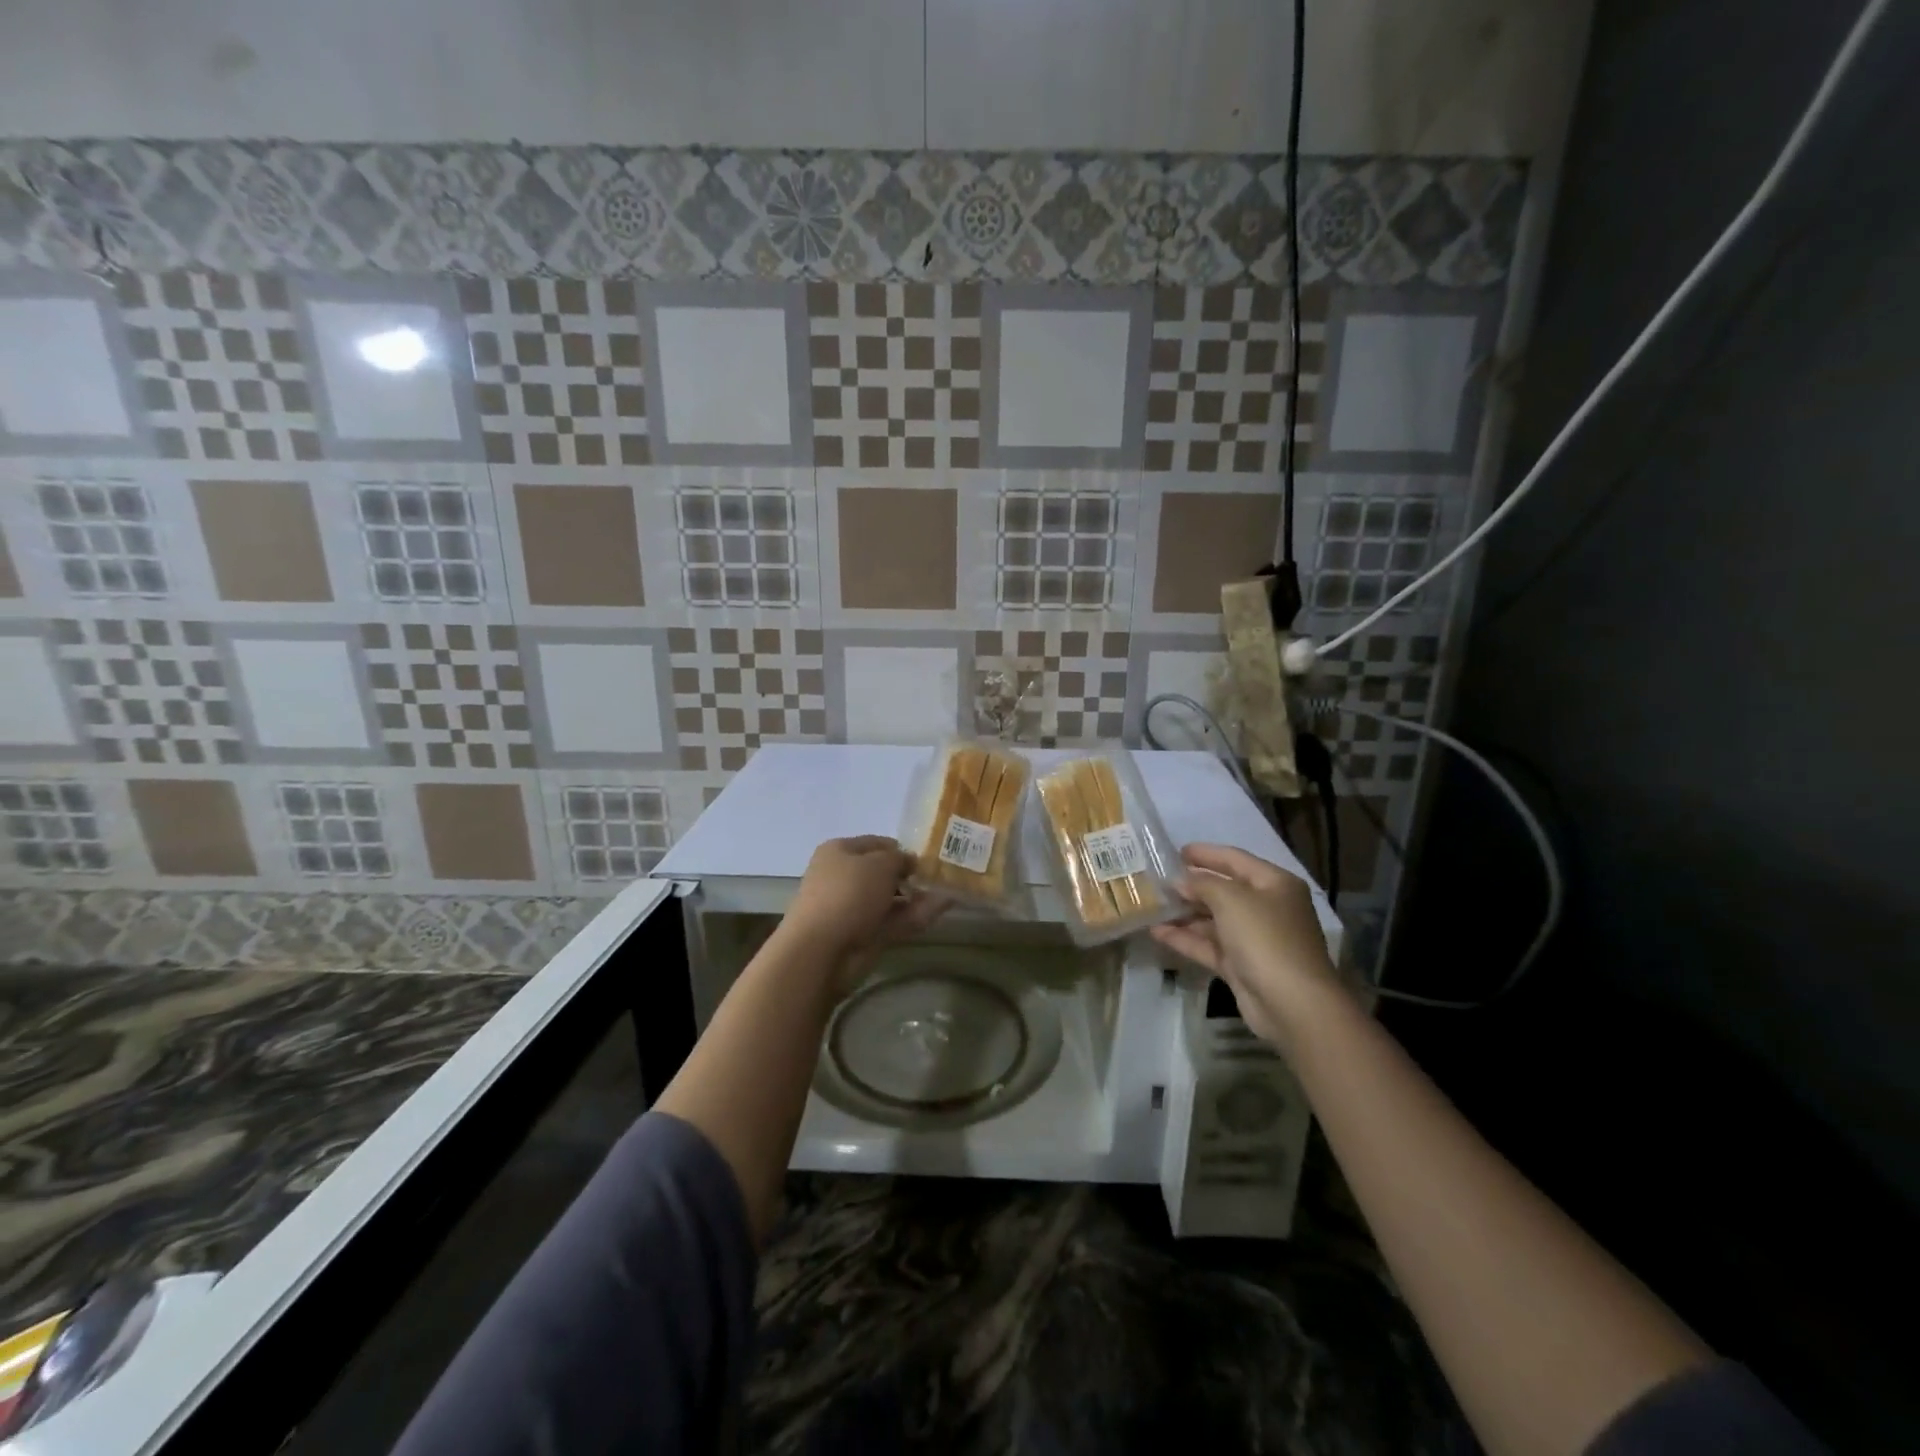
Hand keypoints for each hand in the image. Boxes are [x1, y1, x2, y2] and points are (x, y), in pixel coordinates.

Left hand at [782, 836, 943, 977]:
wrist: (822, 949)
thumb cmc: (849, 893)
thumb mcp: (881, 864)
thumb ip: (901, 859)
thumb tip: (910, 862)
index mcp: (840, 851)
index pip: (876, 844)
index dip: (901, 849)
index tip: (926, 858)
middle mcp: (843, 877)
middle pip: (883, 873)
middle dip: (910, 876)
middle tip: (940, 877)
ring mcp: (852, 908)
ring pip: (890, 899)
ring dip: (917, 897)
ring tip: (949, 894)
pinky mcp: (862, 934)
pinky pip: (892, 921)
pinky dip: (914, 915)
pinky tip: (940, 910)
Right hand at [1150, 844, 1341, 1045]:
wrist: (1291, 1003)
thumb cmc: (1265, 938)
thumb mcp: (1231, 900)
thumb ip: (1202, 884)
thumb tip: (1179, 881)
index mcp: (1274, 884)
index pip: (1235, 859)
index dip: (1206, 854)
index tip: (1175, 851)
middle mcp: (1266, 908)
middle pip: (1224, 890)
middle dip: (1192, 885)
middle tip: (1158, 879)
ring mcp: (1253, 939)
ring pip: (1213, 919)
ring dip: (1185, 913)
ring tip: (1152, 905)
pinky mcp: (1240, 965)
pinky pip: (1209, 945)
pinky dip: (1185, 938)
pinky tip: (1157, 932)